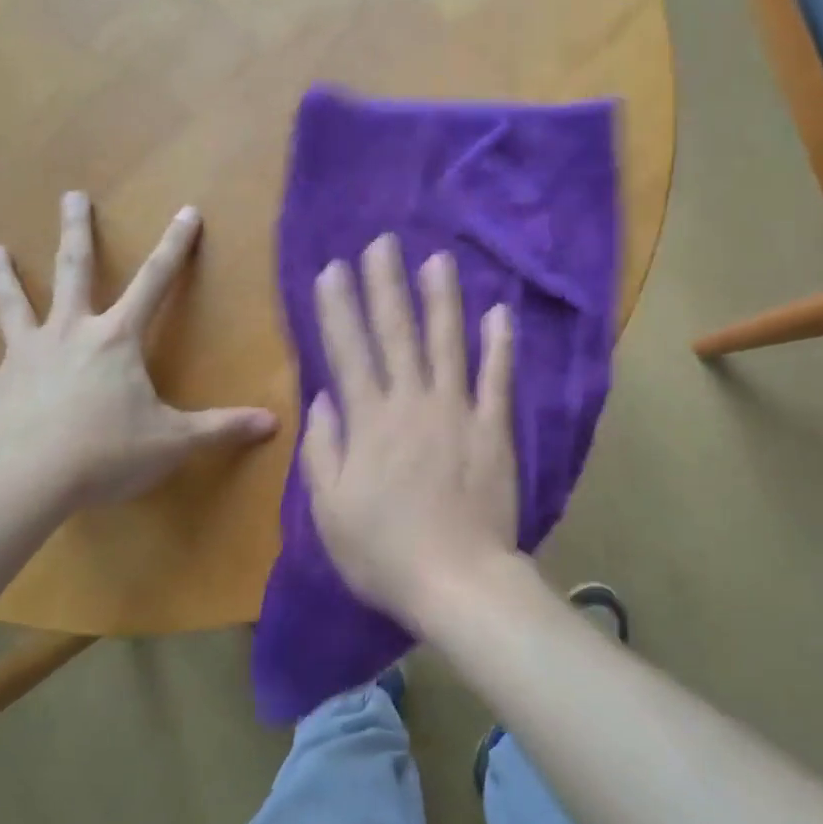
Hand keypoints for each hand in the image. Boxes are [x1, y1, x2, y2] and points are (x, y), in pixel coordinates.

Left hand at [0, 192, 276, 509]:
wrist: (22, 481)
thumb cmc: (105, 453)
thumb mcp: (174, 442)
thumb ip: (222, 429)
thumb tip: (274, 424)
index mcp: (116, 339)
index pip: (156, 282)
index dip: (176, 247)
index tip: (186, 212)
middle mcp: (69, 334)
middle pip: (72, 271)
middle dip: (76, 232)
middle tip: (71, 196)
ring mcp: (24, 358)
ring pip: (13, 307)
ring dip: (4, 279)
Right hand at [301, 234, 519, 627]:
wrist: (457, 581)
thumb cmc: (384, 552)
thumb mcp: (329, 510)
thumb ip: (323, 450)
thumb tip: (324, 397)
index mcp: (368, 422)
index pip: (348, 351)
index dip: (339, 308)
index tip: (333, 269)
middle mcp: (411, 404)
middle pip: (396, 334)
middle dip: (386, 285)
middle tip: (383, 243)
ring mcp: (457, 412)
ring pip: (446, 344)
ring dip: (441, 299)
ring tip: (437, 260)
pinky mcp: (494, 428)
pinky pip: (497, 379)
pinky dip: (499, 345)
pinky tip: (499, 311)